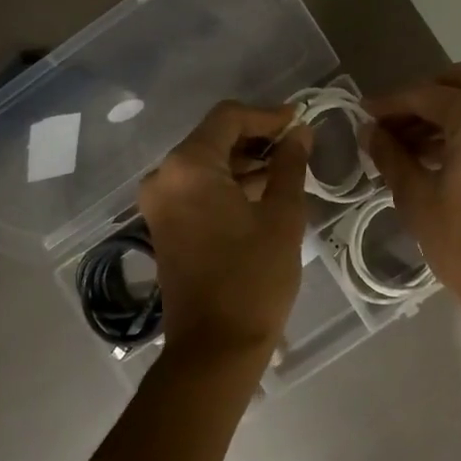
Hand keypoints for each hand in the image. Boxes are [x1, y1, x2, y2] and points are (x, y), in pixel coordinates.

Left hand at [138, 101, 312, 360]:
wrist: (215, 346)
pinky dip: (228, 184)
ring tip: (288, 170)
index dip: (267, 115)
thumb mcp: (282, 216)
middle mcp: (164, 177)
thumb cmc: (253, 277)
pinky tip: (263, 192)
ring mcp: (160, 203)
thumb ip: (290, 165)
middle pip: (213, 138)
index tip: (300, 121)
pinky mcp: (165, 225)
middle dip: (257, 138)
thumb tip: (300, 133)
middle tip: (298, 146)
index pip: (228, 118)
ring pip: (205, 164)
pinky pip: (197, 189)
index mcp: (188, 167)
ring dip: (244, 162)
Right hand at [363, 63, 460, 325]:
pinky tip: (437, 154)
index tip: (361, 115)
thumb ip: (390, 156)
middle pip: (456, 83)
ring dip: (442, 113)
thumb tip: (368, 131)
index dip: (389, 103)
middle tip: (387, 127)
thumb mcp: (418, 199)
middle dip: (418, 100)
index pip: (426, 94)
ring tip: (405, 145)